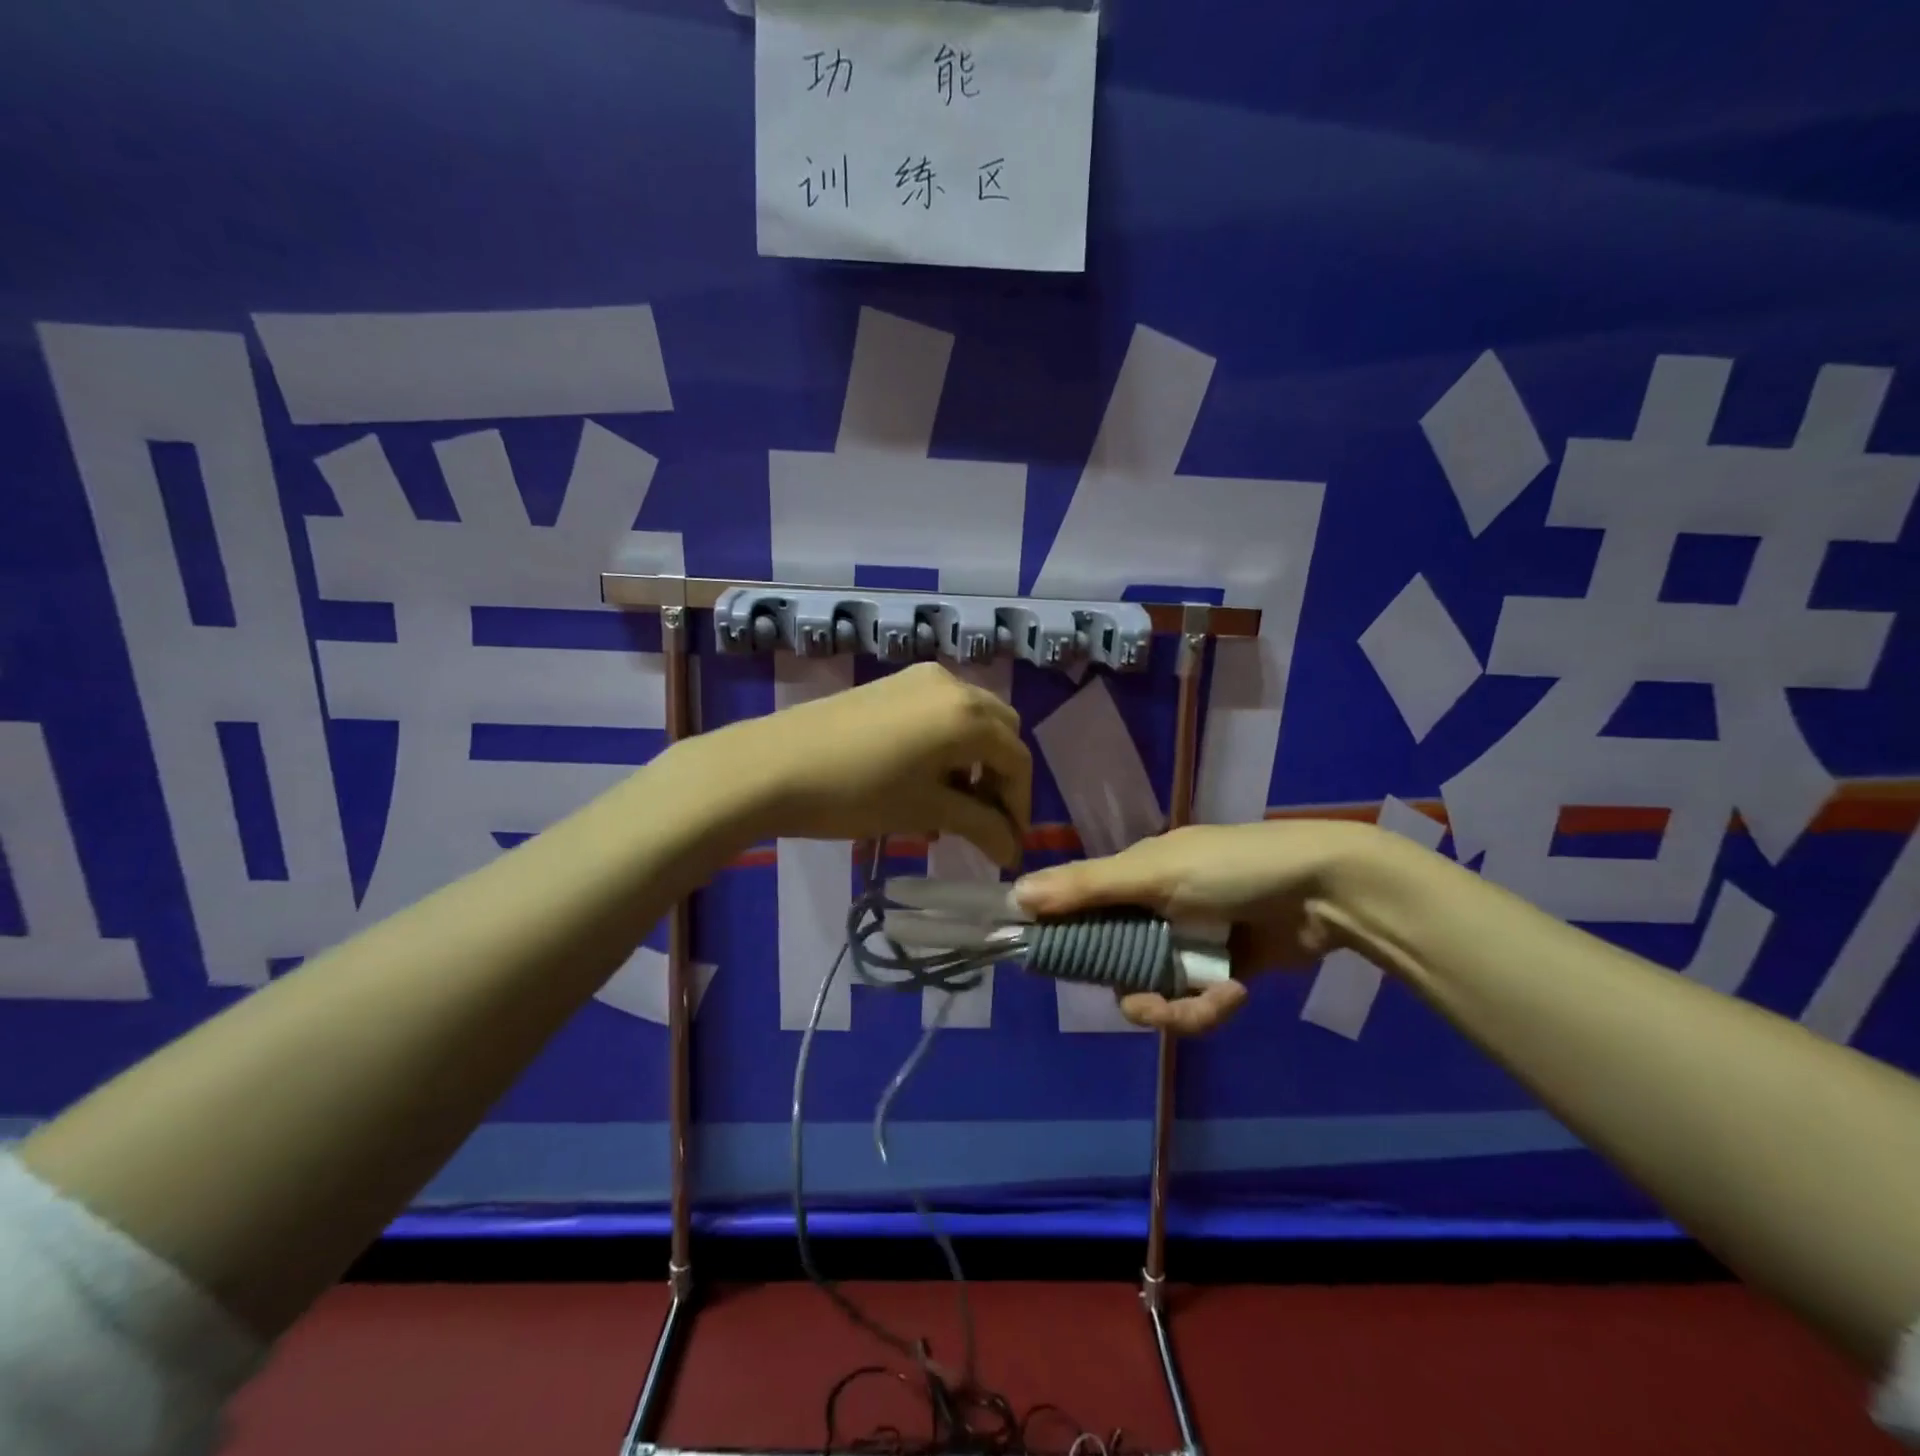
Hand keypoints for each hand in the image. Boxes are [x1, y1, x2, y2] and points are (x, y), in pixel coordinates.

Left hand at [718, 662, 1032, 868]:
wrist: (772, 767)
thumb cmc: (857, 793)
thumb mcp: (926, 811)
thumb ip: (981, 827)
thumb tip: (1013, 850)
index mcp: (969, 715)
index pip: (1017, 760)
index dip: (1019, 805)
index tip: (1009, 844)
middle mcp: (953, 685)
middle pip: (1000, 732)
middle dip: (1000, 778)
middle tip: (984, 821)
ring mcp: (919, 679)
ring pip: (969, 719)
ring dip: (973, 761)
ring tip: (950, 806)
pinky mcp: (892, 684)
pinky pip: (939, 712)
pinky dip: (946, 744)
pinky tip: (922, 779)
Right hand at [1013, 820, 1381, 1032]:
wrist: (1323, 890)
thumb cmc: (1232, 869)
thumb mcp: (1153, 874)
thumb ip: (1086, 888)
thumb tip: (1015, 893)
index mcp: (1132, 878)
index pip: (1079, 912)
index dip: (1065, 941)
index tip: (1054, 968)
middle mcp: (1152, 911)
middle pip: (1113, 966)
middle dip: (1132, 991)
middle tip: (1151, 1003)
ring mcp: (1186, 945)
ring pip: (1152, 993)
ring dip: (1177, 1007)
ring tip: (1211, 1001)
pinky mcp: (1218, 973)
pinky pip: (1191, 1005)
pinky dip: (1208, 1006)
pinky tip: (1234, 994)